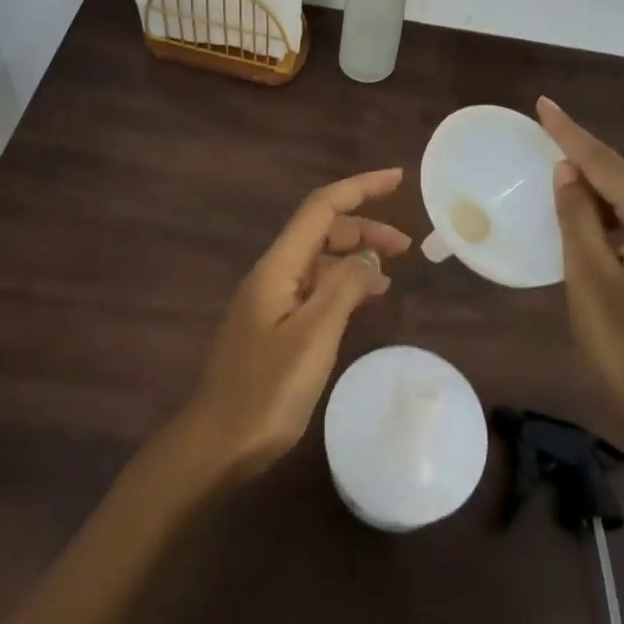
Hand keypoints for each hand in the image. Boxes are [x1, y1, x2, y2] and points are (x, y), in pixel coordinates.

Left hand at [180, 167, 410, 482]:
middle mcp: (273, 273)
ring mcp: (271, 299)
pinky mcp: (274, 323)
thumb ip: (343, 288)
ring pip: (320, 259)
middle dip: (364, 228)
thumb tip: (369, 257)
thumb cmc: (266, 391)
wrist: (217, 444)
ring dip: (355, 257)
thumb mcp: (313, 336)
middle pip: (322, 230)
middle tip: (406, 247)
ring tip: (392, 273)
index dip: (360, 188)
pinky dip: (343, 284)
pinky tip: (364, 299)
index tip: (398, 179)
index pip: (321, 208)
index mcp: (278, 267)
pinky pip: (315, 287)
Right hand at [536, 97, 623, 471]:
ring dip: (595, 181)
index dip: (571, 134)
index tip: (542, 104)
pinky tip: (585, 212)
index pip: (607, 166)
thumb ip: (578, 217)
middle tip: (547, 125)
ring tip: (558, 161)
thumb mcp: (590, 276)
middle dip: (584, 151)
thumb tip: (568, 171)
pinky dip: (607, 211)